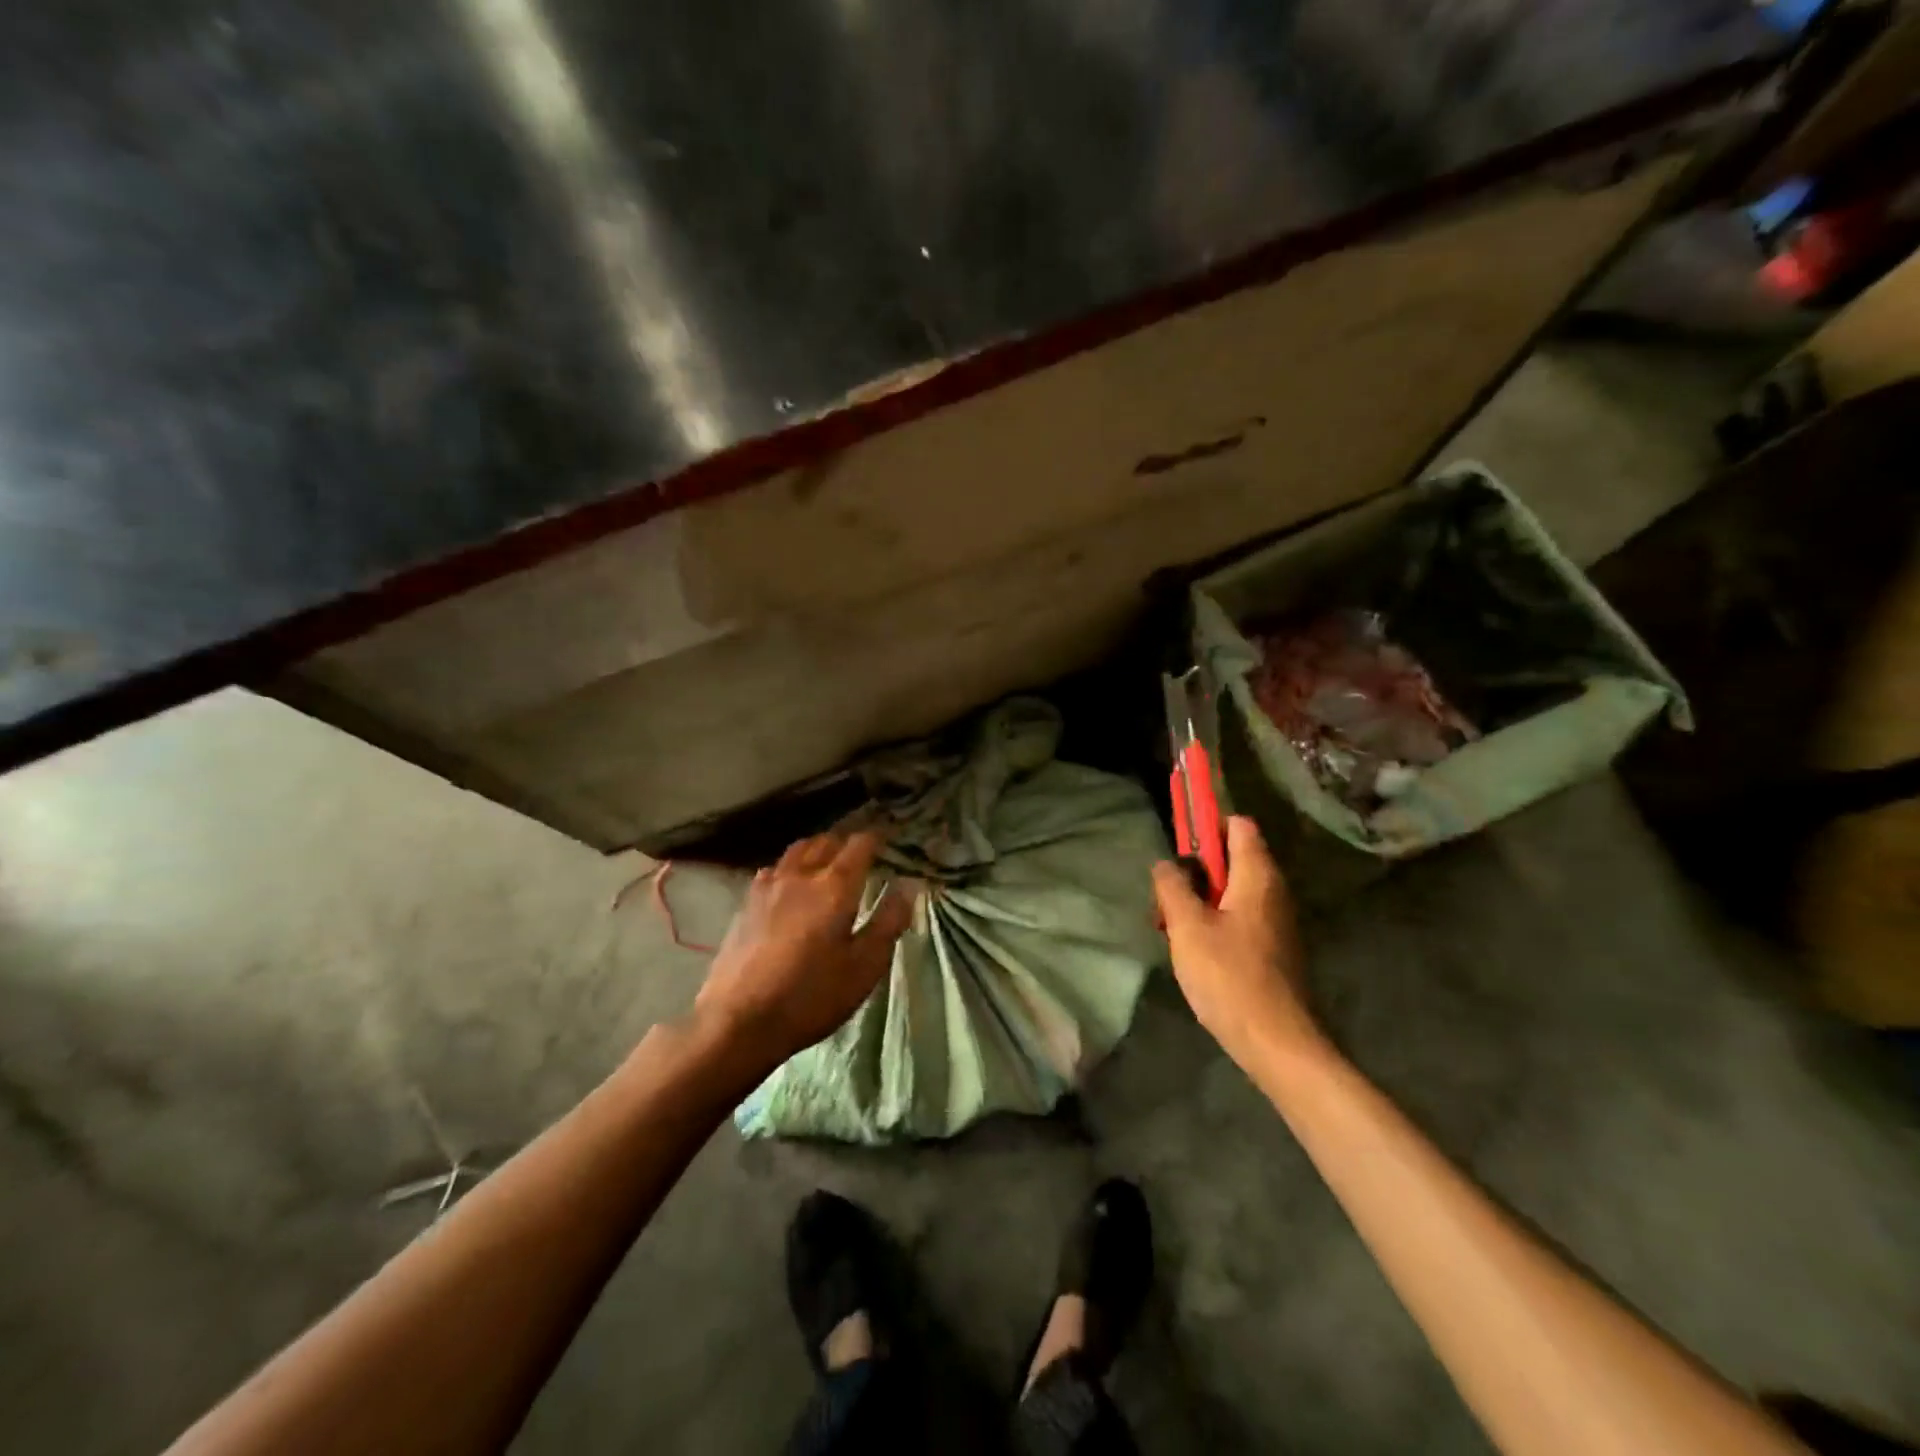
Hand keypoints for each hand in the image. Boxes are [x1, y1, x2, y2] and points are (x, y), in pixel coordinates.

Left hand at [693, 831, 911, 1071]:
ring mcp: (768, 886)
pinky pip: (774, 868)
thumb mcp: (864, 967)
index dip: (877, 837)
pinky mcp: (746, 903)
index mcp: (836, 886)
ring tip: (827, 861)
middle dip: (847, 842)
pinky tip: (790, 884)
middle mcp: (801, 875)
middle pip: (827, 841)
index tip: (888, 838)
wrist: (738, 1020)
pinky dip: (790, 866)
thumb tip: (908, 886)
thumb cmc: (811, 996)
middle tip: (861, 853)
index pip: (859, 845)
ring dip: (817, 848)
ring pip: (798, 850)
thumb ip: (888, 922)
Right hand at [1151, 816, 1325, 1075]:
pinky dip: (1212, 923)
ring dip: (1198, 901)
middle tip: (1165, 898)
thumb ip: (1172, 886)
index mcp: (1257, 875)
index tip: (1177, 844)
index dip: (1206, 825)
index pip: (1237, 825)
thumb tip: (1165, 862)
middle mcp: (1273, 891)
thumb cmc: (1229, 977)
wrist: (1277, 1043)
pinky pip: (1238, 917)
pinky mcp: (1272, 948)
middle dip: (1193, 871)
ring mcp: (1275, 921)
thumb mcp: (1187, 926)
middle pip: (1231, 858)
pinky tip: (1192, 951)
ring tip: (1171, 928)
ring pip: (1230, 891)